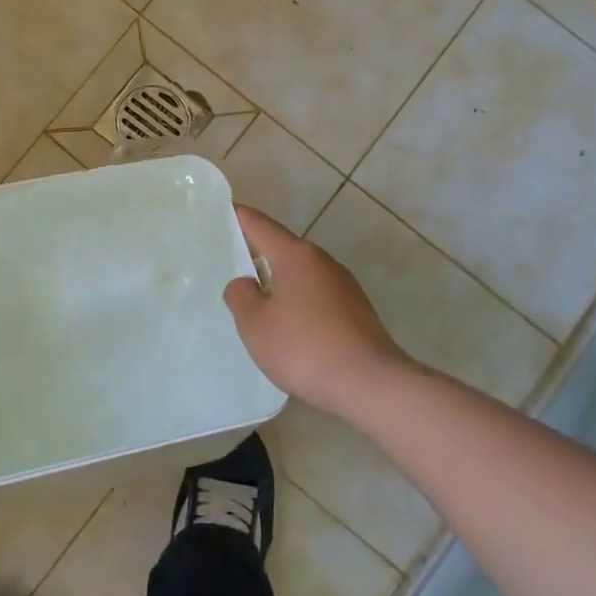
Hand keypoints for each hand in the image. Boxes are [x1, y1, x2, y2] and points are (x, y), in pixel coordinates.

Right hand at [223, 205, 411, 418]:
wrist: (370, 384)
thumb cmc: (304, 347)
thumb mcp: (255, 324)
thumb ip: (241, 296)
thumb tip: (245, 283)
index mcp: (296, 256)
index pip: (261, 225)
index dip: (240, 217)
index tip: (226, 211)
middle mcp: (323, 262)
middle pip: (284, 248)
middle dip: (259, 253)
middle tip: (232, 262)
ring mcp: (344, 286)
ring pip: (302, 274)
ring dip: (280, 282)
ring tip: (257, 301)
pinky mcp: (356, 311)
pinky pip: (317, 296)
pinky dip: (298, 302)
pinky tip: (289, 328)